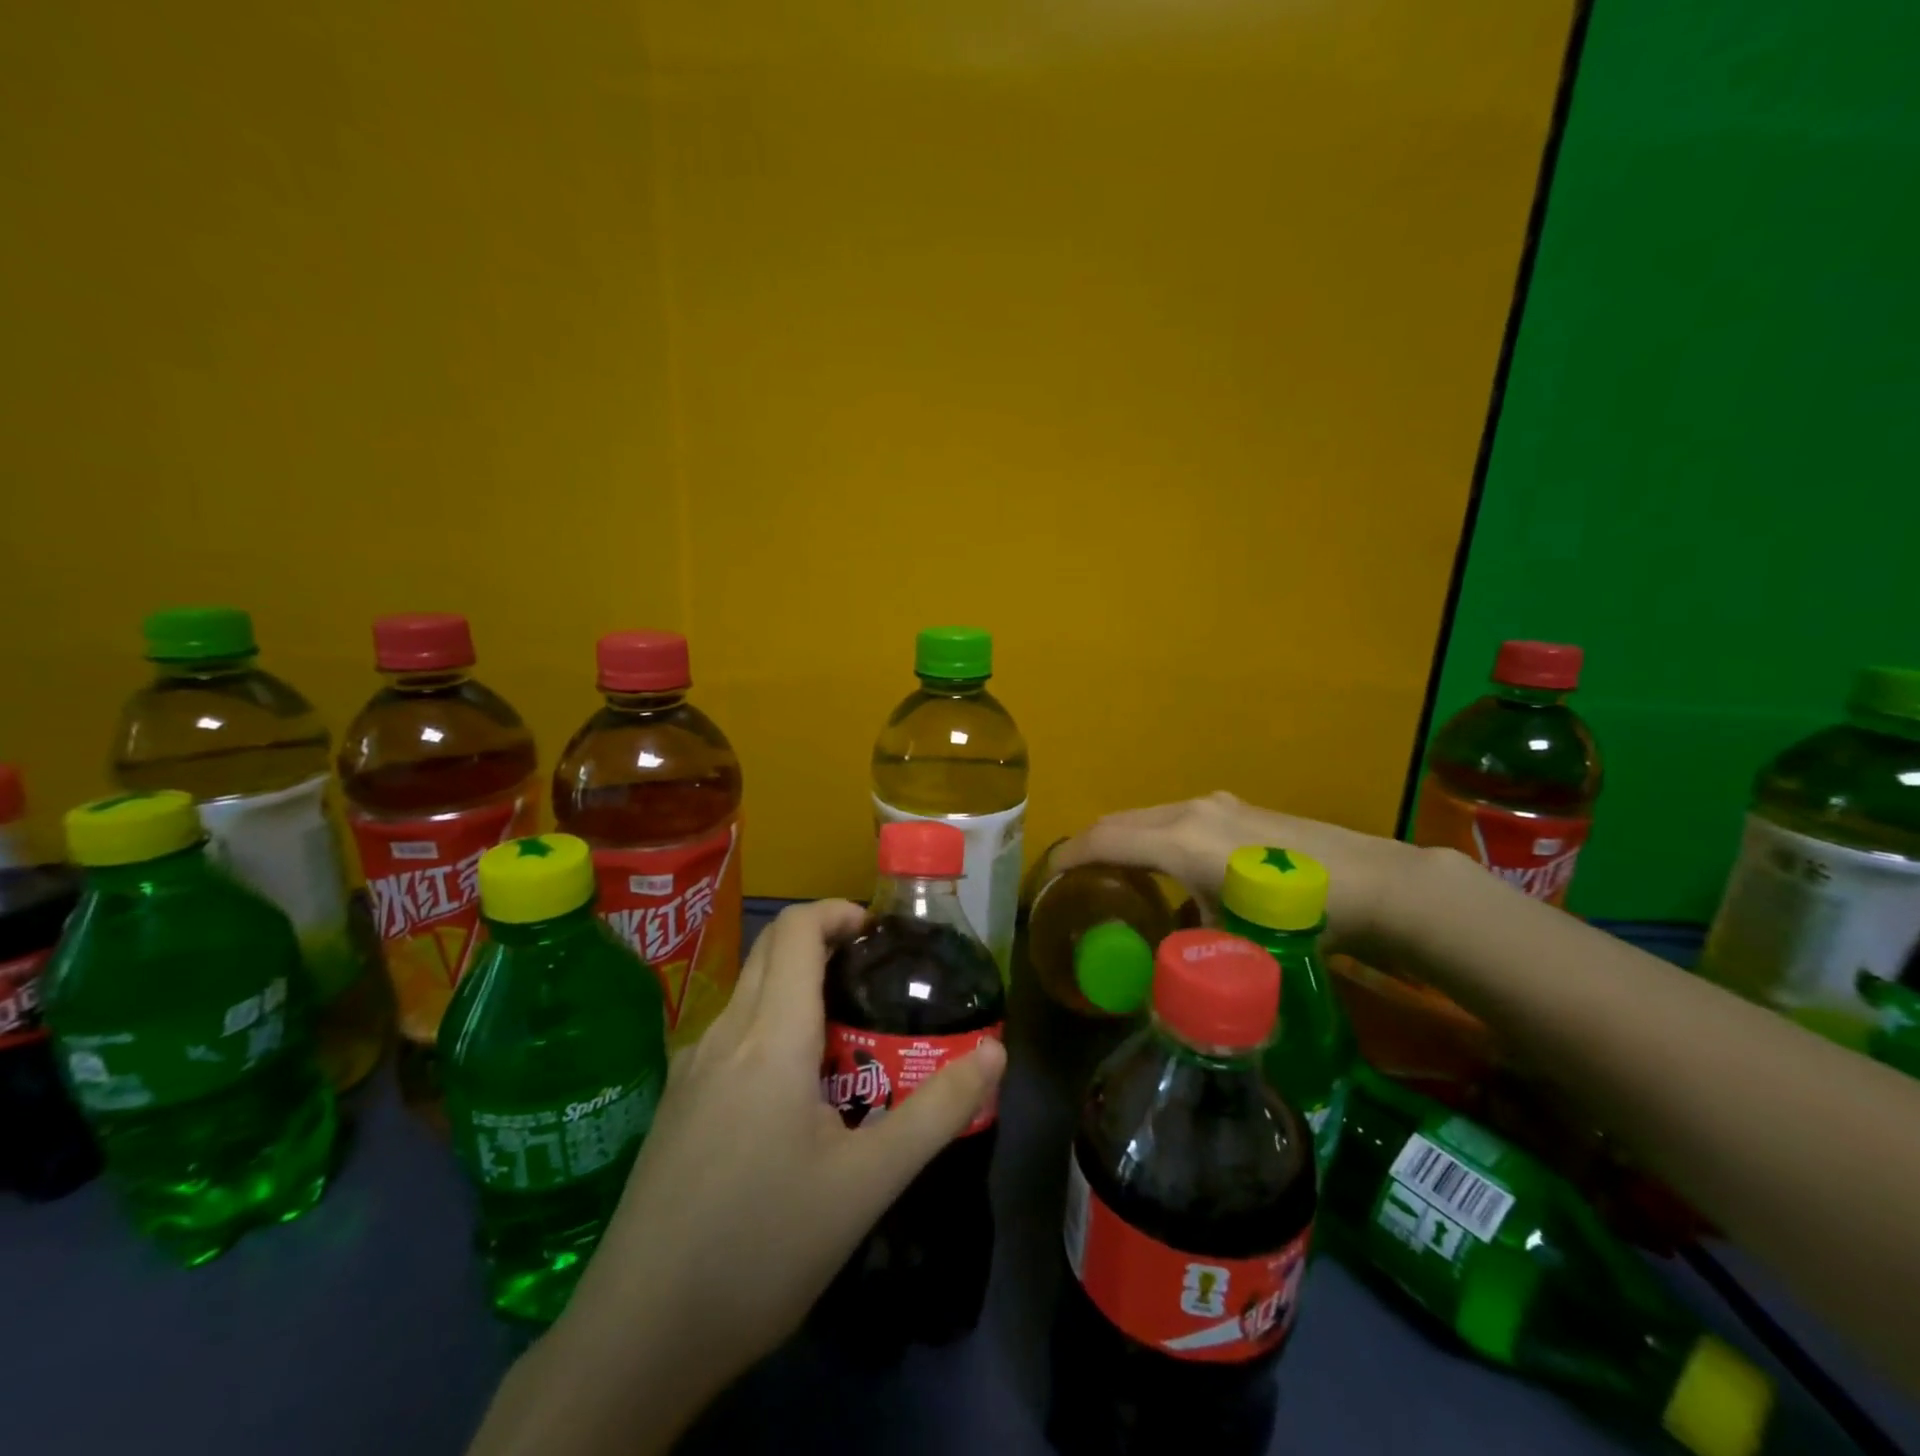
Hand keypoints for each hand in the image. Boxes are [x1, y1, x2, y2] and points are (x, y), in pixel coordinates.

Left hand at [532, 899, 1005, 1447]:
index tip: (880, 935)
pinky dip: (772, 1027)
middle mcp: (724, 1034)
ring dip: (799, 989)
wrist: (638, 1336)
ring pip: (750, 994)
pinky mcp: (676, 1101)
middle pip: (771, 951)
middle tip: (875, 982)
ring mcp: (691, 1067)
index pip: (795, 930)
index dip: (838, 912)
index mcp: (770, 1037)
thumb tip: (996, 1053)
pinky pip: (732, 1034)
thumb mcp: (867, 1183)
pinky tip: (795, 1095)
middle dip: (824, 944)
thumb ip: (937, 1111)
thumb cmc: (763, 1247)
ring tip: (848, 1040)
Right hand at [1051, 791, 1416, 956]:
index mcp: (1180, 840)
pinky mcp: (1236, 808)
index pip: (1104, 840)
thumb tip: (1159, 970)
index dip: (1068, 857)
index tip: (1046, 879)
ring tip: (1114, 876)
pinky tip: (1169, 869)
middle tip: (1073, 881)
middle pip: (1119, 821)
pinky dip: (1153, 838)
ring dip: (1123, 840)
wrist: (1374, 883)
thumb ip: (1185, 948)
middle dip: (1089, 846)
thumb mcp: (1232, 940)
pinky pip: (1174, 819)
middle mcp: (1189, 811)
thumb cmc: (1296, 914)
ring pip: (1147, 817)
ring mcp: (1215, 804)